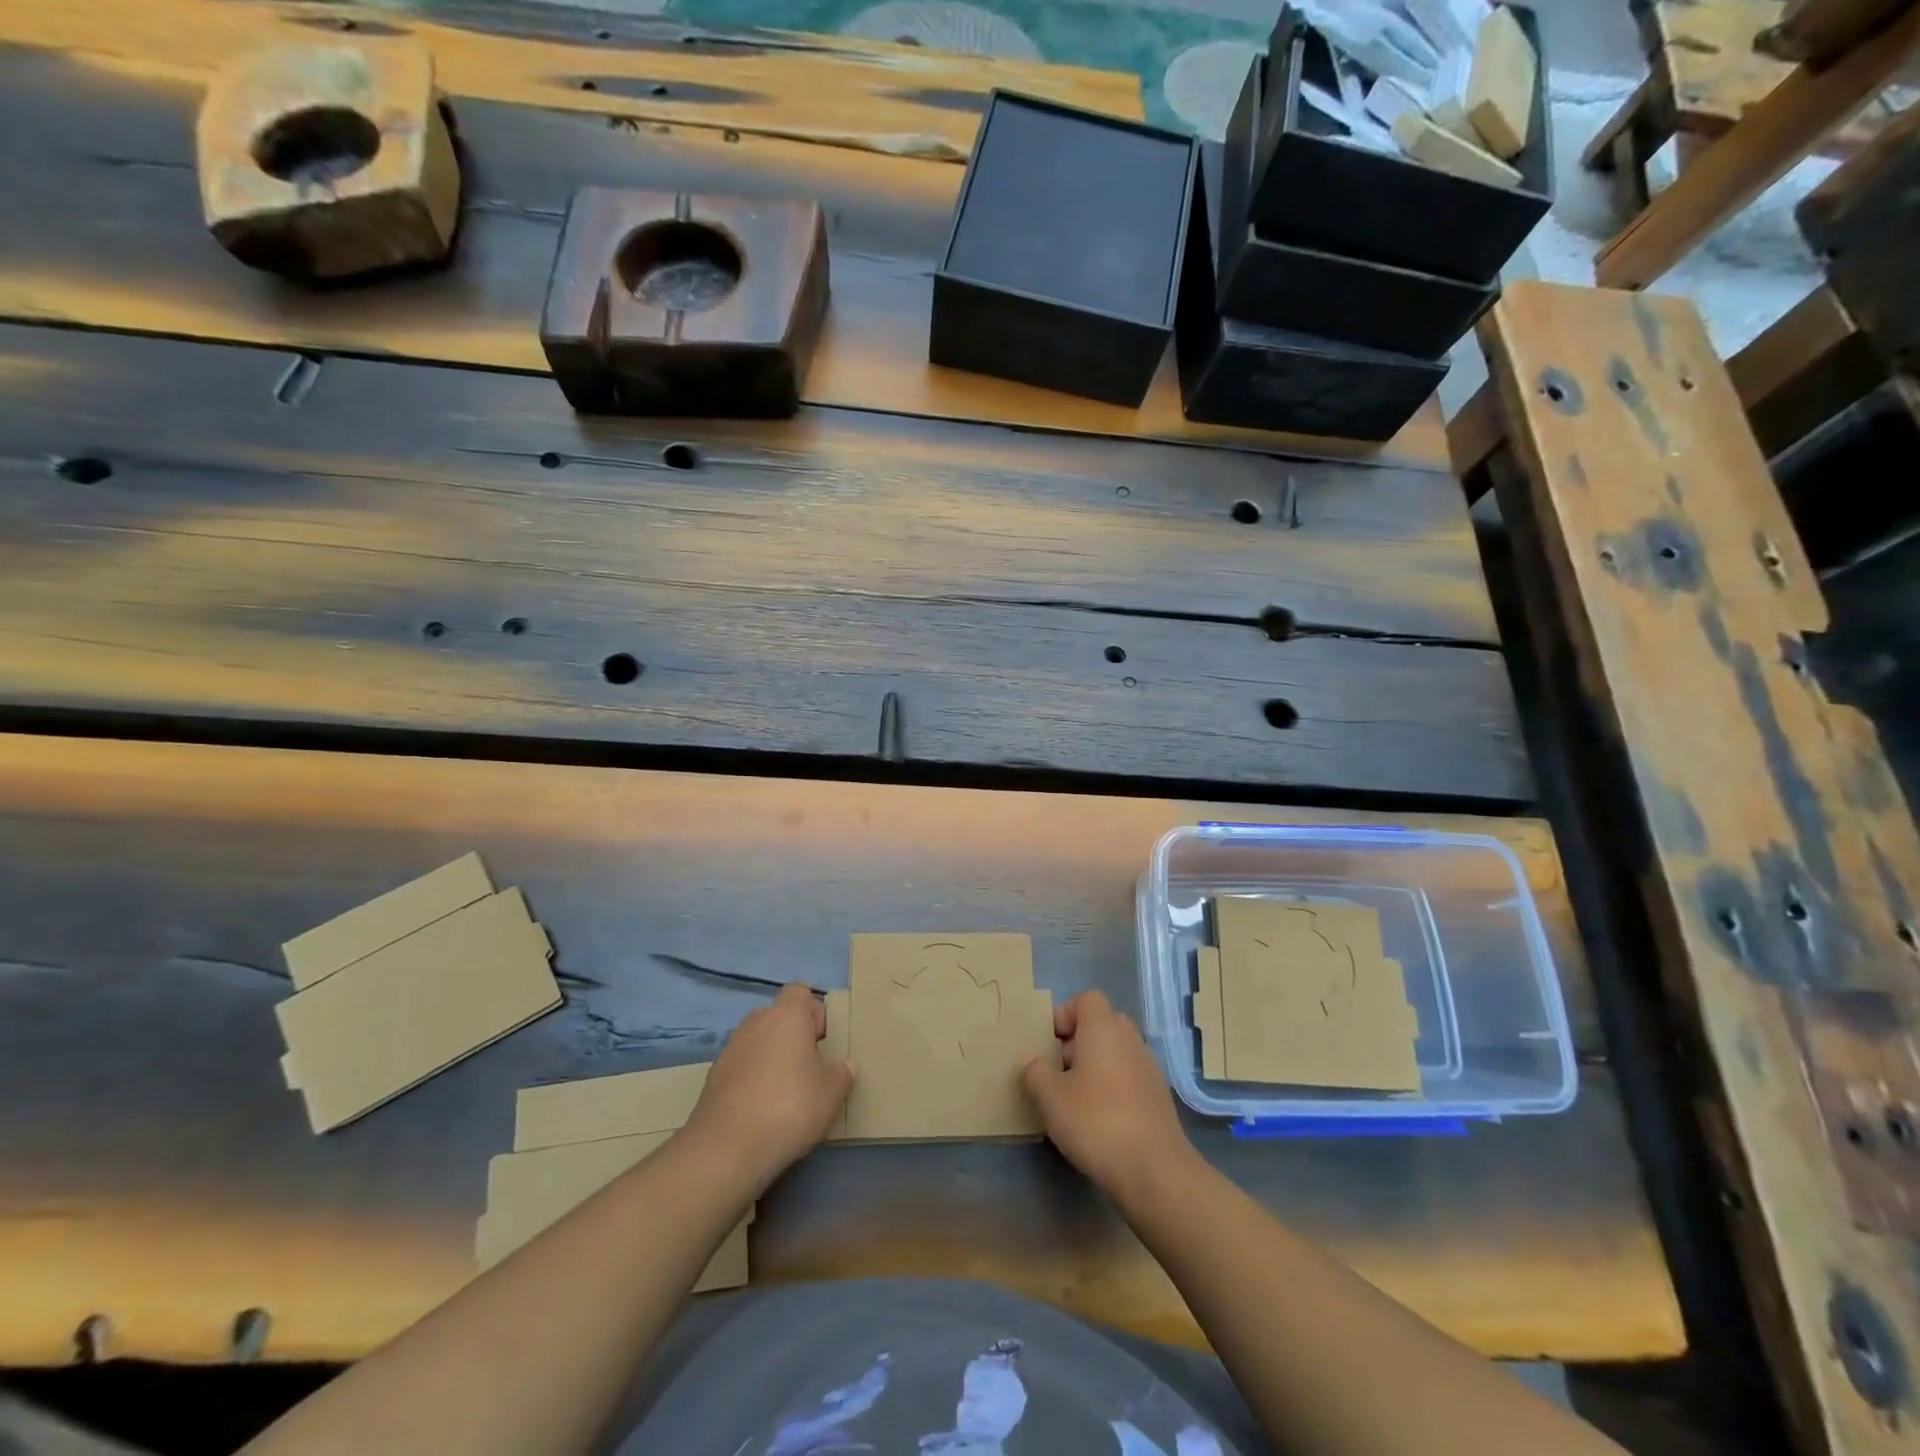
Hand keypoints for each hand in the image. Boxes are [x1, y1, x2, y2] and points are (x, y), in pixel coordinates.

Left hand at [683, 984, 853, 1184]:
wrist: (726, 1148)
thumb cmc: (789, 1107)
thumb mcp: (831, 1094)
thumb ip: (841, 1074)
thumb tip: (844, 1066)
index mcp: (786, 1016)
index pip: (800, 992)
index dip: (815, 1012)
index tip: (824, 1042)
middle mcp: (755, 1023)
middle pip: (778, 1017)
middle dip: (793, 1037)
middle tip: (809, 1069)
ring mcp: (730, 1049)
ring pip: (758, 1042)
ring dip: (771, 1058)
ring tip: (785, 1093)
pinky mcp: (713, 1077)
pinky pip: (741, 1067)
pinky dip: (752, 1079)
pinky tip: (761, 1110)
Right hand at [1023, 991, 1194, 1198]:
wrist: (1154, 1169)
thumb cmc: (1095, 1121)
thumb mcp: (1050, 1097)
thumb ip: (1035, 1073)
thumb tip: (1033, 1062)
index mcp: (1104, 1028)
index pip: (1086, 999)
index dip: (1064, 1015)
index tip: (1049, 1044)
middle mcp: (1130, 1039)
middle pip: (1101, 1024)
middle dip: (1077, 1042)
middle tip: (1058, 1072)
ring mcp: (1149, 1067)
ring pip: (1116, 1052)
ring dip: (1095, 1066)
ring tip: (1075, 1099)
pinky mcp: (1159, 1096)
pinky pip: (1129, 1077)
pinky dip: (1113, 1087)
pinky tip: (1100, 1120)